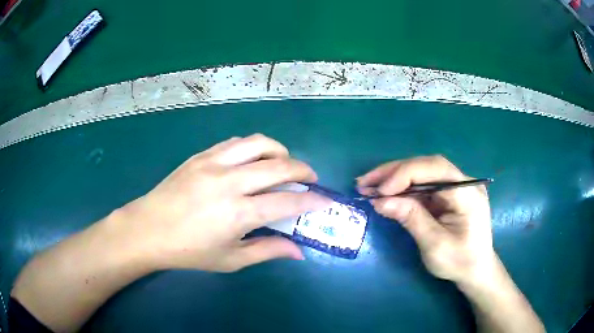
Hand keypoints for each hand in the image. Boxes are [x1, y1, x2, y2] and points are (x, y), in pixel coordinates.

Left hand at [113, 134, 330, 271]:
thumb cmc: (189, 251)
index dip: (312, 201)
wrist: (148, 229)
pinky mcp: (201, 155)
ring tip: (284, 164)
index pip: (287, 202)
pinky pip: (236, 142)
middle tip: (310, 179)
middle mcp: (229, 182)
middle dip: (304, 170)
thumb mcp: (230, 260)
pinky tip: (254, 160)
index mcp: (238, 213)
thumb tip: (299, 251)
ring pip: (259, 143)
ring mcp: (213, 163)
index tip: (327, 201)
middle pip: (279, 166)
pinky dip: (254, 148)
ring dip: (280, 151)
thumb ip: (267, 251)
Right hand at [357, 155, 493, 283]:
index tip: (380, 191)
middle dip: (394, 172)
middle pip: (426, 166)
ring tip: (368, 185)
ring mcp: (455, 187)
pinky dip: (402, 189)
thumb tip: (380, 200)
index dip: (405, 174)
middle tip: (365, 181)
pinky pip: (422, 185)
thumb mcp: (434, 245)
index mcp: (468, 193)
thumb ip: (411, 219)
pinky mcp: (447, 194)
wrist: (475, 270)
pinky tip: (385, 193)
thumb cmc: (459, 262)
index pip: (436, 169)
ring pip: (422, 172)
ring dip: (394, 178)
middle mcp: (464, 182)